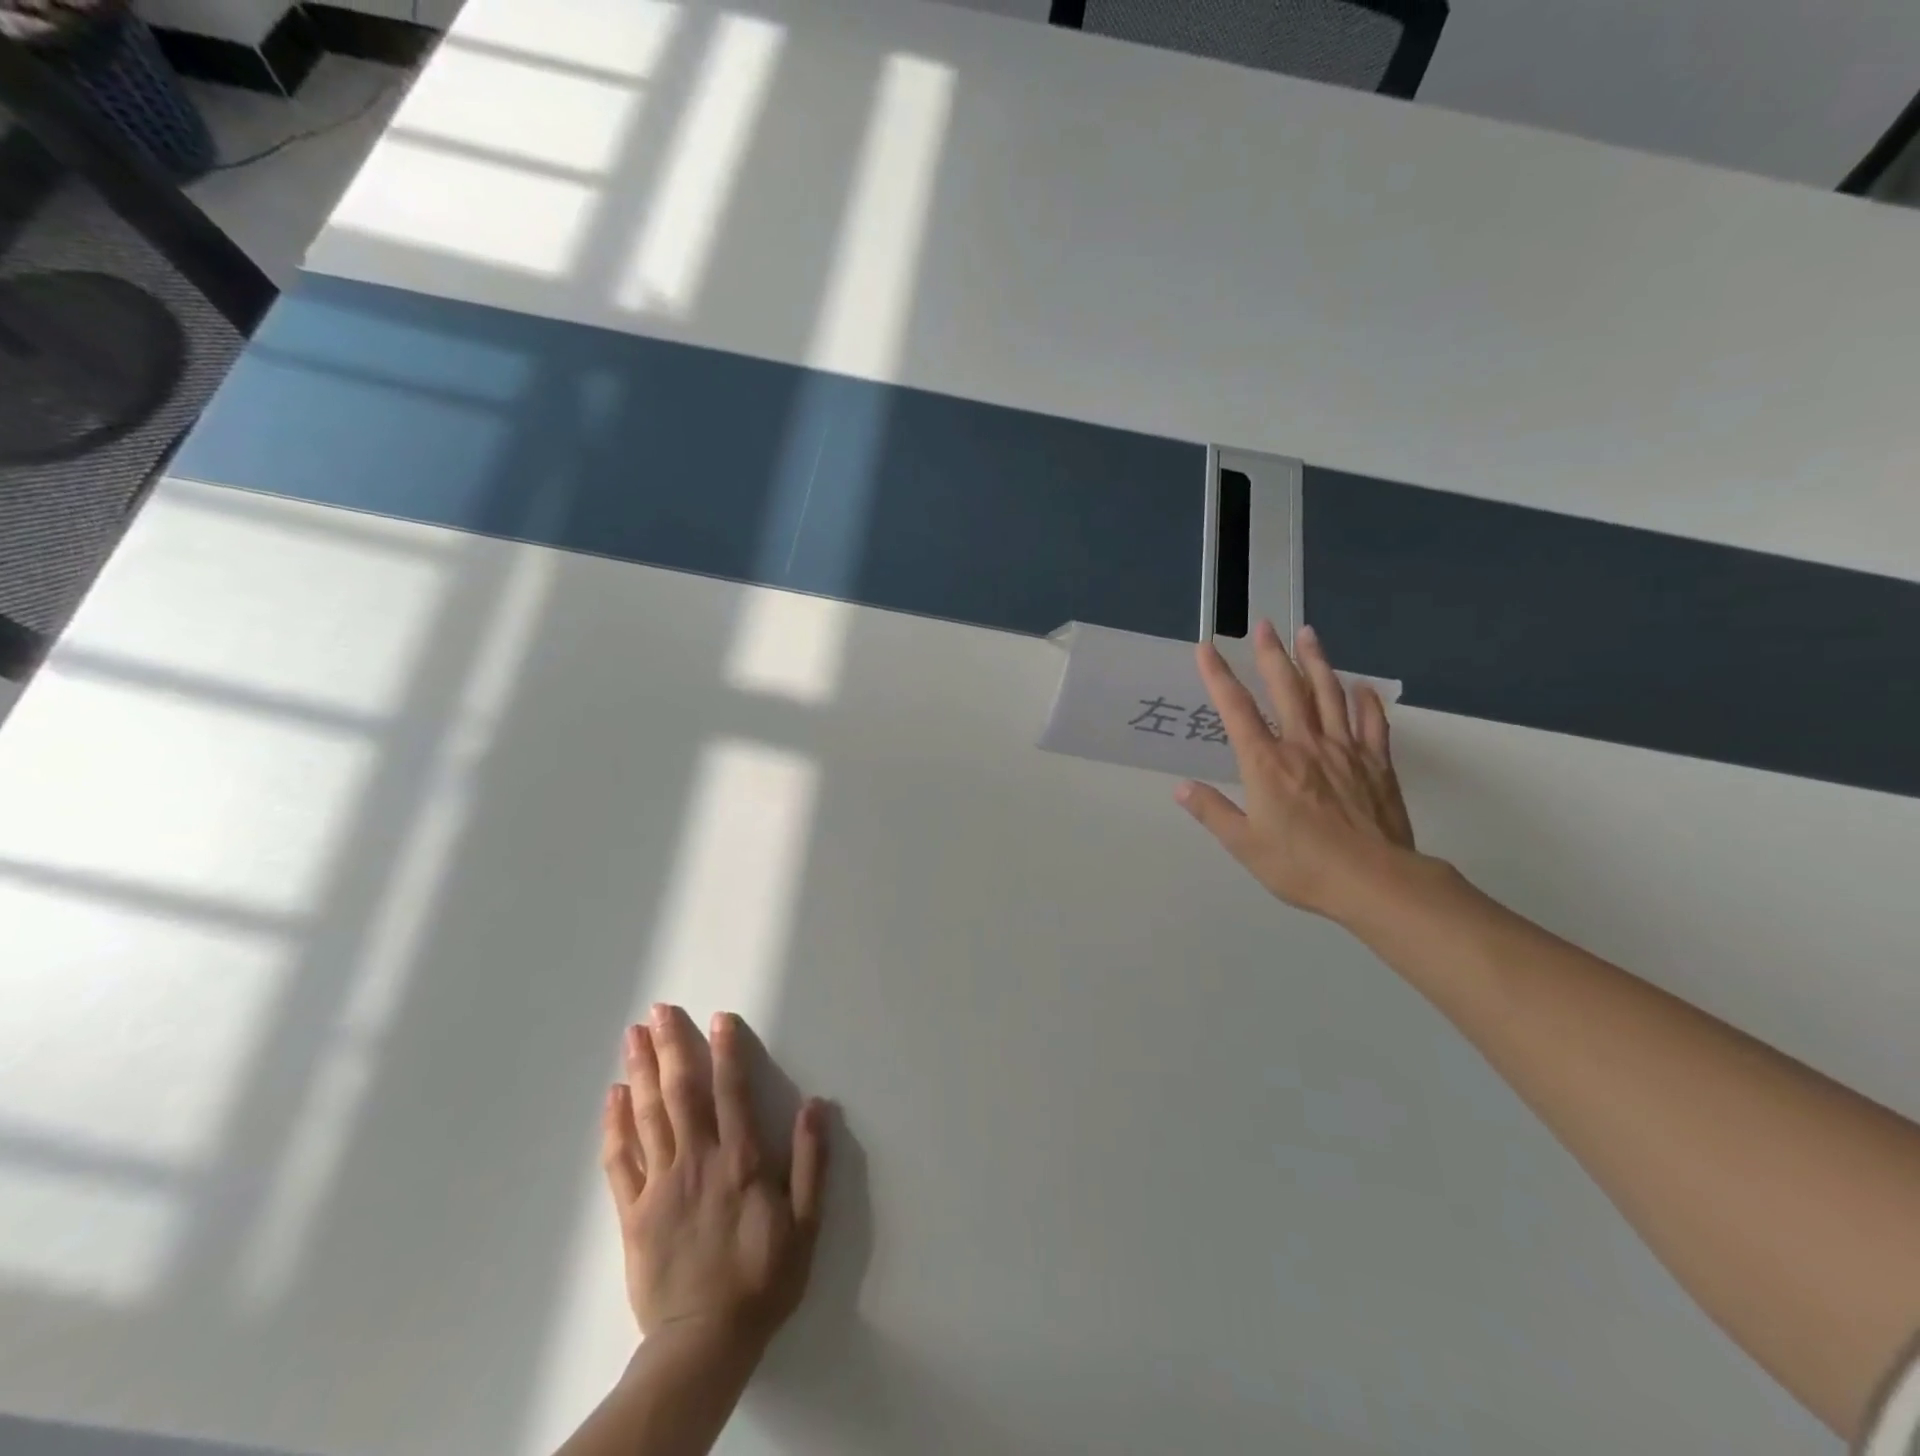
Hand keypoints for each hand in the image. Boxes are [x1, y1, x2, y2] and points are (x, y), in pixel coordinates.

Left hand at [601, 1004, 827, 1356]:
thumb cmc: (762, 1279)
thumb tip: (817, 1105)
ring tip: (633, 1035)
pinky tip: (613, 1096)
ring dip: (640, 1071)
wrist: (704, 1344)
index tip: (719, 1018)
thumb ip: (812, 1163)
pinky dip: (615, 1124)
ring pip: (647, 1116)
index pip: (731, 1092)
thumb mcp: (806, 1225)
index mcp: (740, 1161)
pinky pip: (620, 1160)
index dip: (726, 1051)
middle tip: (657, 1010)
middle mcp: (698, 1161)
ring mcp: (660, 1185)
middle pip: (680, 1093)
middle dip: (670, 1047)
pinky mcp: (633, 1212)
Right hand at [1177, 620, 1418, 921]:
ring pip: (1329, 695)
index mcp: (1266, 764)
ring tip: (1308, 634)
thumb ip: (1213, 812)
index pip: (1236, 710)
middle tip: (1266, 625)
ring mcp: (1344, 751)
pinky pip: (1371, 724)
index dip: (1219, 676)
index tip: (1207, 648)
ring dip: (1317, 662)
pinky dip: (1366, 702)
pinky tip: (1361, 687)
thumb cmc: (1302, 866)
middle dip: (1272, 655)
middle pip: (1286, 689)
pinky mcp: (1376, 764)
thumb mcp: (1245, 845)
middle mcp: (1303, 746)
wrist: (1375, 882)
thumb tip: (1182, 788)